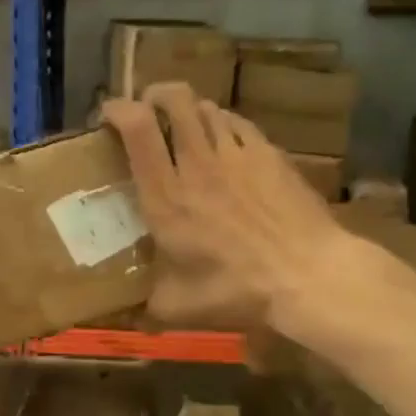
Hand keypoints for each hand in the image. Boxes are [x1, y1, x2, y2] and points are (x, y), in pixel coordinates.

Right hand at [101, 83, 350, 335]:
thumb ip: (150, 307)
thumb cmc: (237, 289)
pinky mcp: (269, 153)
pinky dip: (223, 123)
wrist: (307, 274)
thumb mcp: (180, 307)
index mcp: (166, 195)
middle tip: (148, 109)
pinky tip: (225, 142)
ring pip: (207, 107)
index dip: (117, 110)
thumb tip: (132, 320)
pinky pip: (238, 123)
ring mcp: (237, 153)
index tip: (108, 114)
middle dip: (155, 94)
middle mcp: (197, 163)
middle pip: (173, 99)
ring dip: (189, 109)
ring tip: (186, 125)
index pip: (136, 129)